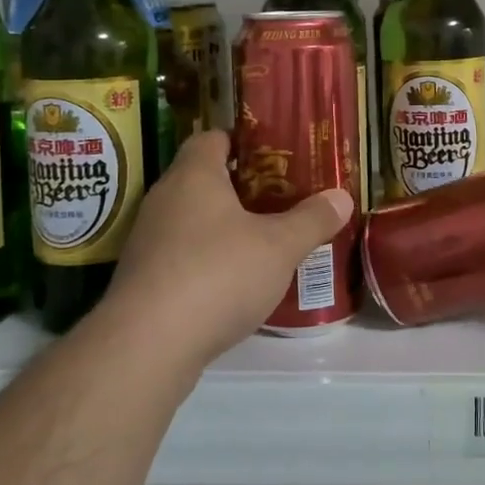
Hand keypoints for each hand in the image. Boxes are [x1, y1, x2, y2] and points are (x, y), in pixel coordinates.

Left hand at [96, 132, 352, 374]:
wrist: (146, 346)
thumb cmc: (217, 275)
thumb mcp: (280, 246)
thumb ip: (312, 219)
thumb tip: (342, 196)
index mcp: (194, 175)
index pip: (213, 138)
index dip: (243, 141)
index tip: (275, 156)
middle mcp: (164, 199)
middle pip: (203, 179)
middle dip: (241, 187)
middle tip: (281, 198)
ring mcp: (147, 241)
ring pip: (191, 219)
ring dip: (223, 227)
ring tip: (264, 240)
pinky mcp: (142, 279)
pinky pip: (181, 255)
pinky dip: (206, 260)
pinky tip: (234, 282)